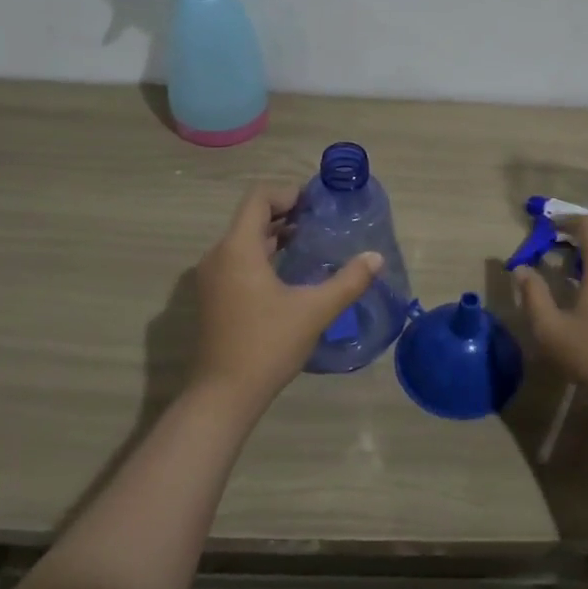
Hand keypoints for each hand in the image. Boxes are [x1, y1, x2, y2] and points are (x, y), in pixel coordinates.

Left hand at [190, 183, 382, 410]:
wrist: (224, 395)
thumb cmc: (267, 345)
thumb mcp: (315, 311)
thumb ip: (348, 281)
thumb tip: (376, 258)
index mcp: (238, 249)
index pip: (258, 198)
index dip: (287, 193)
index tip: (316, 204)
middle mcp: (219, 255)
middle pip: (250, 218)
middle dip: (285, 213)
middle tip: (320, 221)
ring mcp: (212, 277)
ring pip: (244, 241)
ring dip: (274, 236)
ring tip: (309, 243)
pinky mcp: (213, 297)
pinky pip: (238, 260)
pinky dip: (262, 255)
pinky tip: (289, 273)